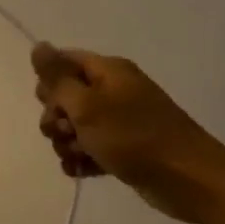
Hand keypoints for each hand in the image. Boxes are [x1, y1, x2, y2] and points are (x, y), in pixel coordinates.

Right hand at [31, 44, 224, 223]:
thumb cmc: (133, 137)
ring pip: (75, 128)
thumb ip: (58, 78)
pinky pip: (90, 150)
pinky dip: (82, 160)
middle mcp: (113, 91)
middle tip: (68, 133)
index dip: (49, 83)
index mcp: (107, 71)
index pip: (64, 62)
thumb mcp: (87, 105)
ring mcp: (119, 122)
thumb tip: (38, 45)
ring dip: (67, 144)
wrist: (186, 178)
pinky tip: (83, 172)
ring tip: (80, 157)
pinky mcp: (123, 149)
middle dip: (57, 119)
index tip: (51, 104)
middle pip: (65, 98)